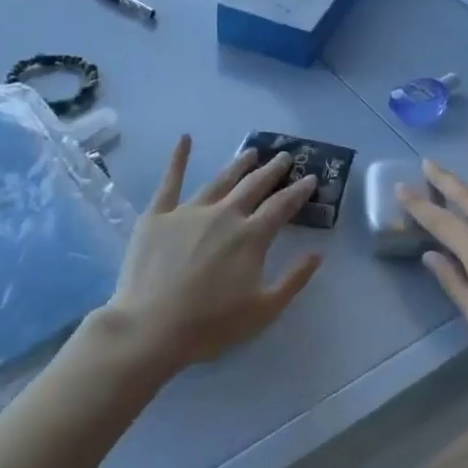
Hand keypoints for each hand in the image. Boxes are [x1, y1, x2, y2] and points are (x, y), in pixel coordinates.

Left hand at [102, 136, 323, 374]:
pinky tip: (185, 139)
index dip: (298, 191)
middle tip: (285, 156)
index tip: (310, 178)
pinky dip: (179, 159)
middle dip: (272, 170)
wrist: (151, 328)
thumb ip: (294, 279)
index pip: (282, 206)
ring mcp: (189, 211)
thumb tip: (316, 253)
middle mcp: (224, 215)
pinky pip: (170, 181)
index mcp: (251, 236)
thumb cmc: (210, 325)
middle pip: (254, 186)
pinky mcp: (158, 215)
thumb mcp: (264, 310)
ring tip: (251, 151)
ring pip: (220, 180)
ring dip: (238, 164)